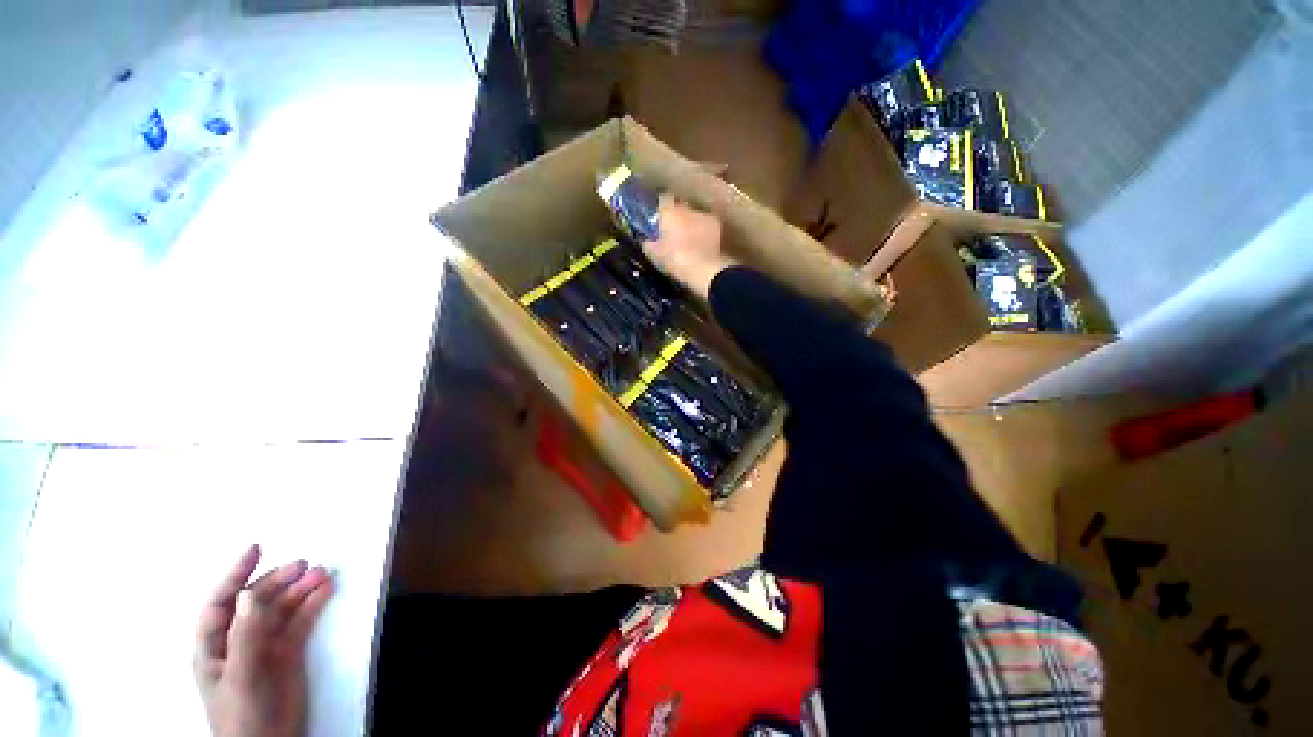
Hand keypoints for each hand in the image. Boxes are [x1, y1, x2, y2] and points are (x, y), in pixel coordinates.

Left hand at [194, 545, 334, 736]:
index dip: (235, 575)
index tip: (256, 549)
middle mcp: (239, 641)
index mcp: (214, 646)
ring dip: (301, 589)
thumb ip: (245, 635)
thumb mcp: (241, 676)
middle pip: (257, 602)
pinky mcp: (289, 653)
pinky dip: (313, 604)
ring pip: (282, 609)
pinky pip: (301, 622)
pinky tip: (326, 590)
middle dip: (278, 581)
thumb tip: (249, 593)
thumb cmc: (243, 714)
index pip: (220, 603)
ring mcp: (265, 647)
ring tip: (323, 572)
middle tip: (304, 563)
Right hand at [642, 194, 735, 300]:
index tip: (658, 218)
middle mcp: (686, 208)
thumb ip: (648, 243)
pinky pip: (705, 224)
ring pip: (693, 215)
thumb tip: (646, 240)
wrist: (703, 269)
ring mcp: (703, 215)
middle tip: (672, 231)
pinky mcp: (716, 225)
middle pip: (679, 207)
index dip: (660, 208)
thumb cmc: (674, 260)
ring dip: (690, 223)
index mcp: (669, 211)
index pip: (662, 199)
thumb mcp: (654, 255)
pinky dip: (703, 231)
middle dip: (676, 216)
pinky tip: (701, 243)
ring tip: (688, 239)